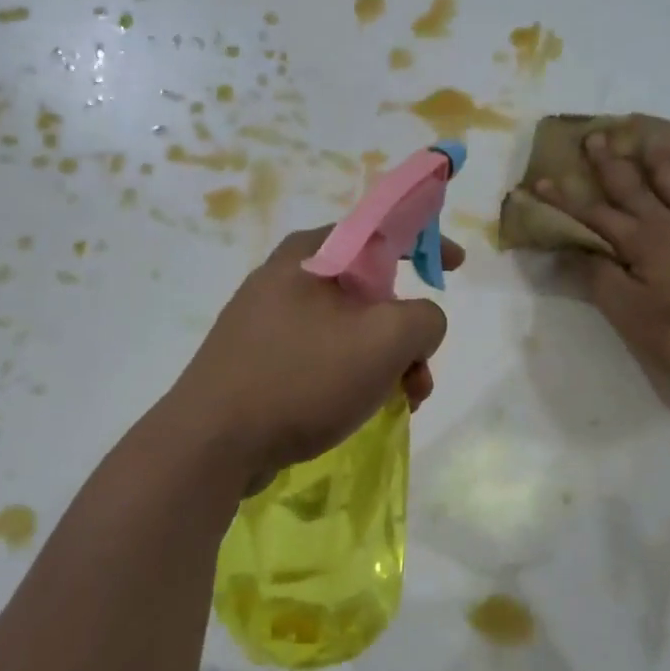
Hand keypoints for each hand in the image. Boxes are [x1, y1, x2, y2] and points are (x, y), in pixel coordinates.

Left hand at [172, 227, 465, 488]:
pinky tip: (361, 410)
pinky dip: (352, 376)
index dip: (426, 240)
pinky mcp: (258, 360)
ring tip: (402, 402)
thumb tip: (419, 323)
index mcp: (312, 255)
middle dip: (407, 331)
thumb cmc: (302, 378)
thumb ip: (425, 318)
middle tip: (422, 371)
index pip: (380, 228)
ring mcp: (267, 321)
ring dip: (385, 361)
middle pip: (370, 290)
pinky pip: (322, 356)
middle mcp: (286, 278)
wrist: (213, 443)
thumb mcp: (385, 340)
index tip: (456, 267)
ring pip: (349, 329)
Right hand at [536, 133, 669, 385]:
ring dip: (660, 163)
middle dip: (610, 164)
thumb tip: (571, 250)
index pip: (595, 216)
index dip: (565, 200)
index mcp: (641, 243)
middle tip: (595, 136)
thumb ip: (599, 279)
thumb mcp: (630, 314)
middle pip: (634, 188)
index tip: (541, 181)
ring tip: (649, 140)